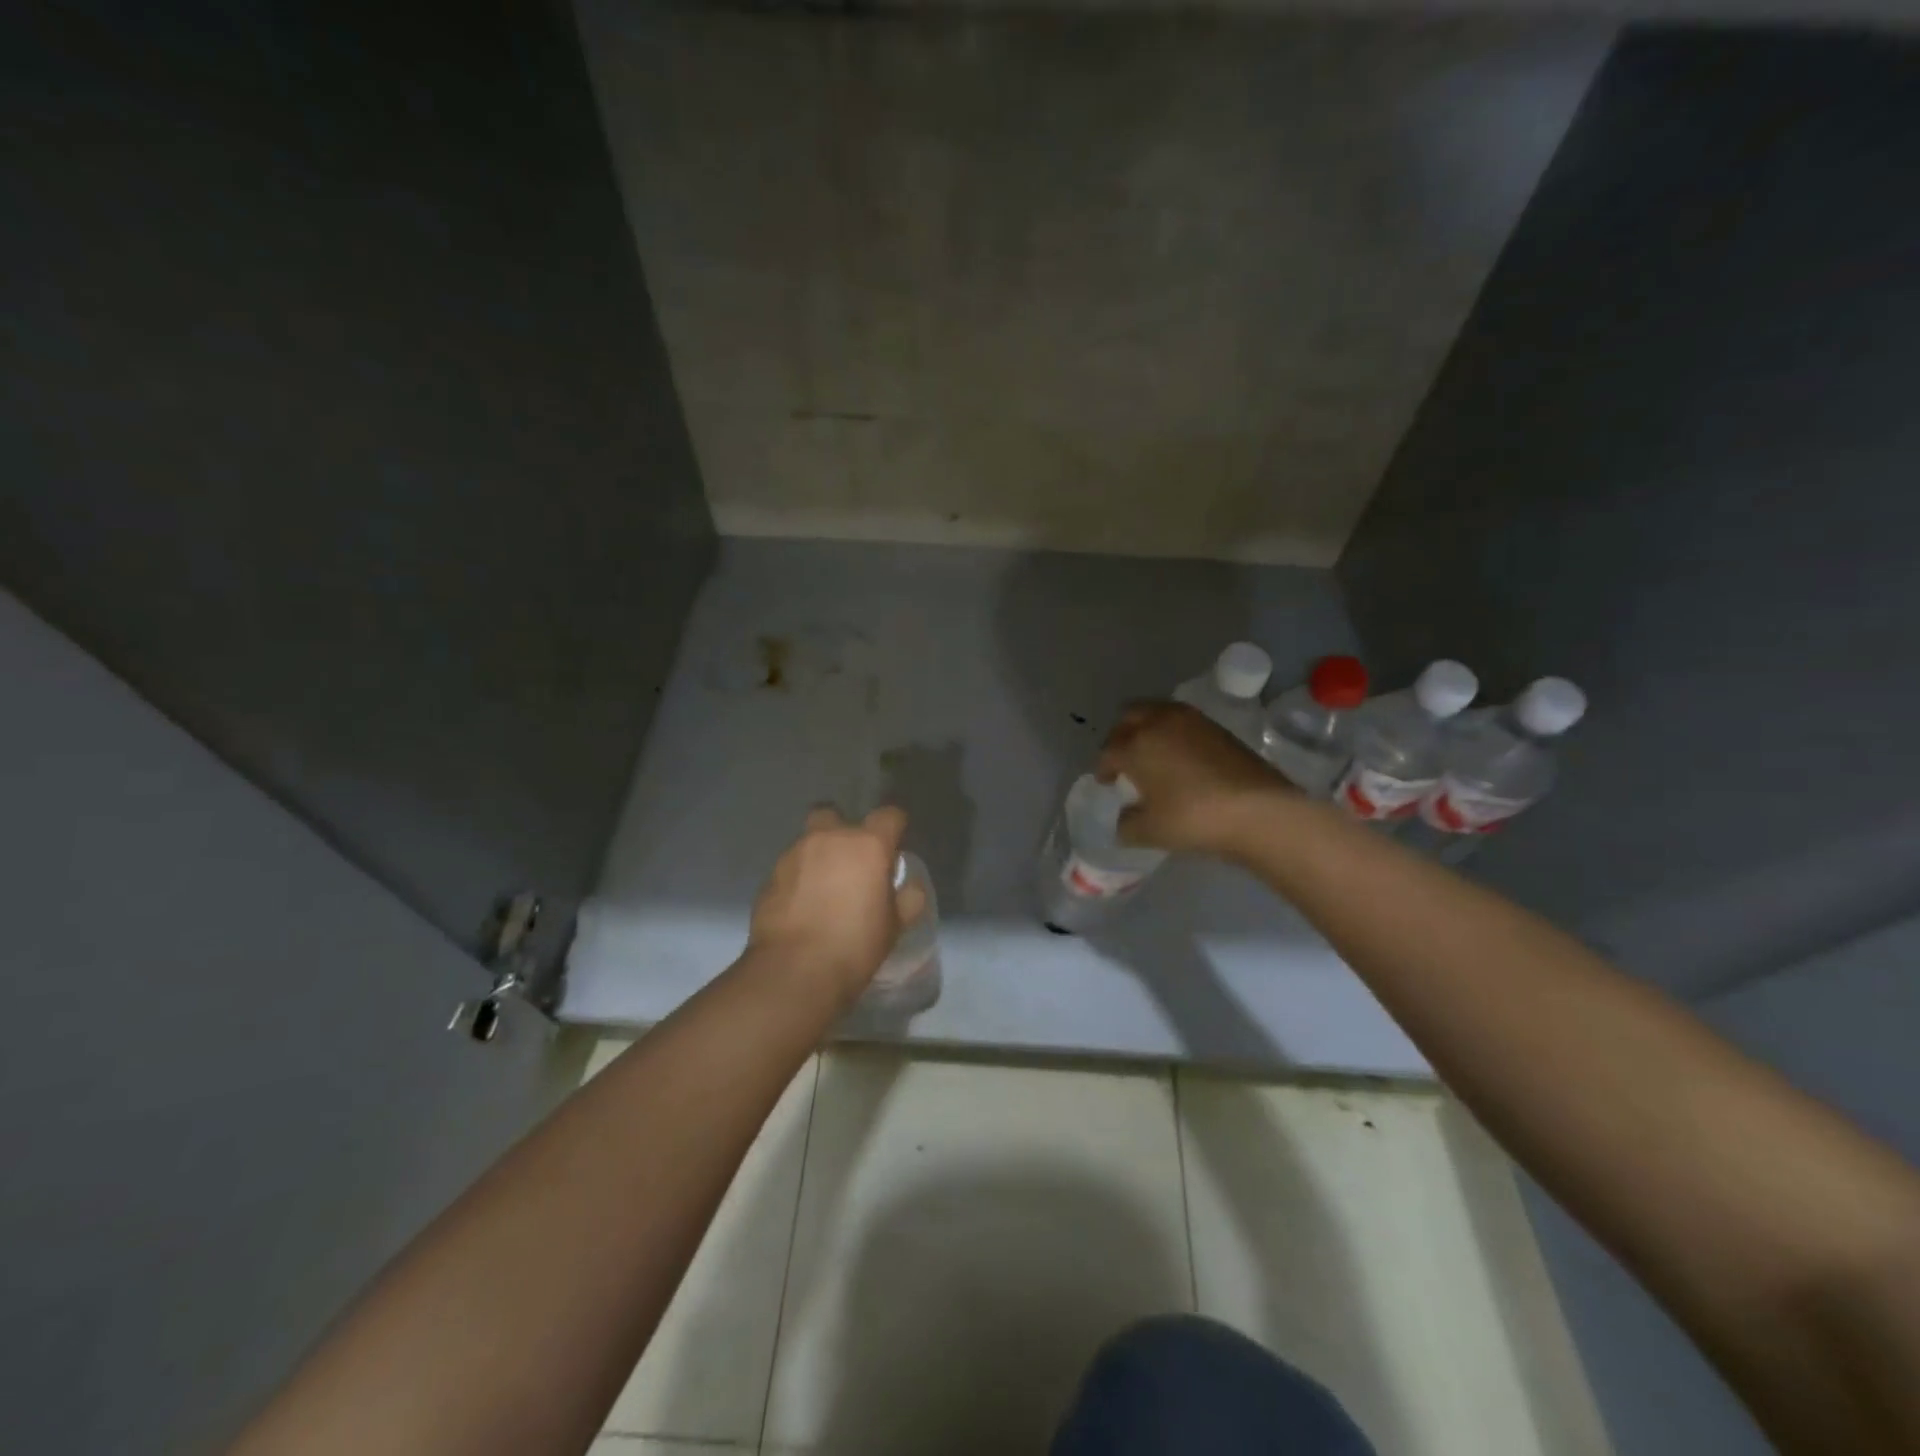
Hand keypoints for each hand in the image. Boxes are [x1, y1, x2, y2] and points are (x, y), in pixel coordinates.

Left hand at [748, 806, 928, 1004]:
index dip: (894, 826)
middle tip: (850, 860)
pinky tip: (802, 906)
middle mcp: (828, 839)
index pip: (889, 815)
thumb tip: (909, 885)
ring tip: (823, 889)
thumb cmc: (855, 945)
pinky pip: (790, 867)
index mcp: (867, 845)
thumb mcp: (895, 926)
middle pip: (834, 813)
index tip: (895, 844)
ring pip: (808, 841)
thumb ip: (907, 898)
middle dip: (842, 829)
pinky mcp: (770, 877)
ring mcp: (794, 855)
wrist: (794, 971)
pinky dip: (798, 878)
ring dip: (818, 856)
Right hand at [1096, 701, 1293, 857]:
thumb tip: (1124, 819)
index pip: (1108, 751)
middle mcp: (1159, 722)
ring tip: (1151, 754)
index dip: (1103, 768)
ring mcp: (1191, 720)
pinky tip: (1179, 757)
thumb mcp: (1150, 831)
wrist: (1258, 810)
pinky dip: (1172, 732)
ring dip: (1147, 728)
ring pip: (1156, 712)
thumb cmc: (1193, 819)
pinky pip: (1182, 721)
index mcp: (1136, 744)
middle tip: (1124, 759)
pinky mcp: (1216, 726)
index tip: (1107, 782)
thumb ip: (1127, 824)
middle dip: (1121, 736)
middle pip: (1128, 717)